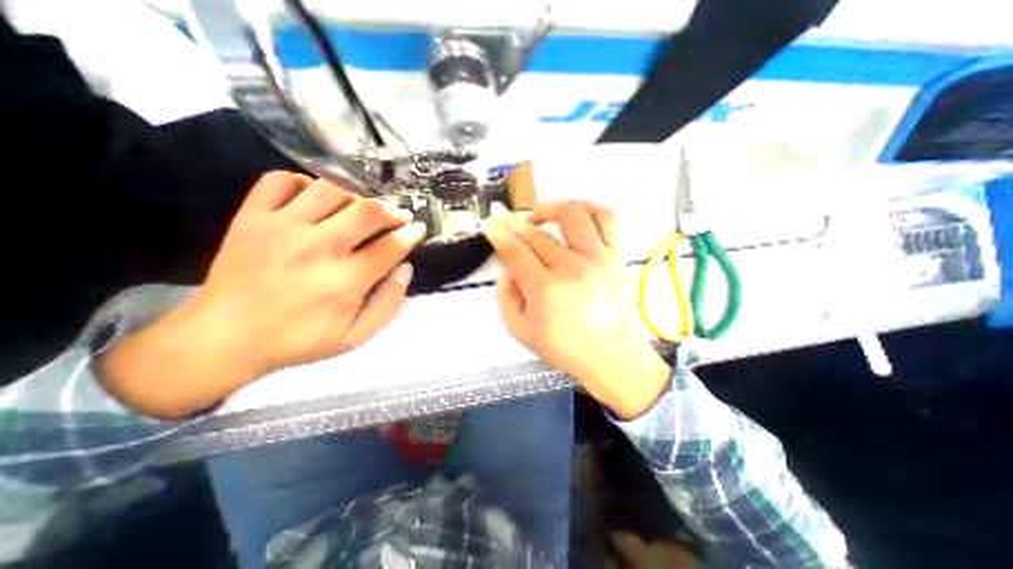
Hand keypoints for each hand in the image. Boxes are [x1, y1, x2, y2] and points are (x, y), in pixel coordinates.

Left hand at [99, 174, 422, 417]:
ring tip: (358, 209)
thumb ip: (387, 304)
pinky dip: (305, 183)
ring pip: (331, 190)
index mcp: (344, 281)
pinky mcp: (252, 217)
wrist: (224, 338)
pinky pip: (281, 181)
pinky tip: (314, 199)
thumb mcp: (355, 337)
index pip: (391, 247)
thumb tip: (405, 269)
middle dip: (392, 210)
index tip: (418, 229)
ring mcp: (282, 228)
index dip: (411, 234)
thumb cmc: (299, 340)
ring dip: (355, 196)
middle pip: (367, 211)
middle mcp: (318, 248)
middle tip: (397, 216)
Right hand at [485, 200, 669, 417]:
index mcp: (545, 290)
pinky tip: (574, 212)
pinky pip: (606, 218)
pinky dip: (588, 207)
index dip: (498, 233)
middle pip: (536, 233)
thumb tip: (507, 270)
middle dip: (513, 221)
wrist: (610, 355)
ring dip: (549, 207)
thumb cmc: (564, 347)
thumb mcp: (520, 331)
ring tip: (538, 214)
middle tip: (504, 217)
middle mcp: (572, 268)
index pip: (515, 251)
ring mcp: (598, 258)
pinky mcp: (616, 256)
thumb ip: (505, 297)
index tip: (489, 223)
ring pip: (572, 215)